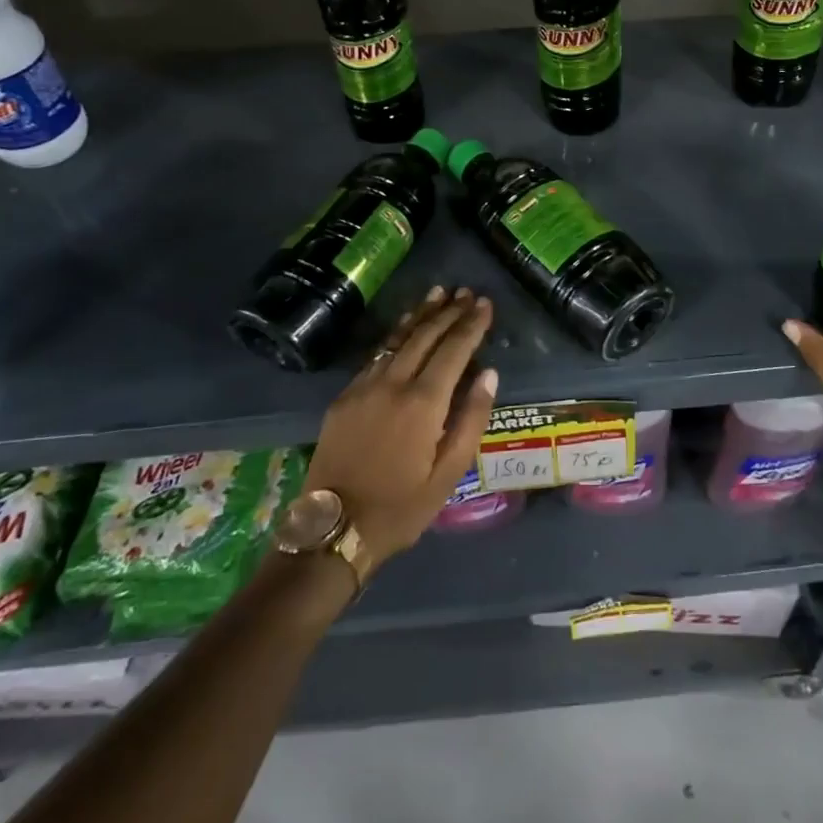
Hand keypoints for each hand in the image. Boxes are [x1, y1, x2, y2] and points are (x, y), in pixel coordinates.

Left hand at [305, 286, 497, 565]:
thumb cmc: (401, 507)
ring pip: (398, 338)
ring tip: (439, 293)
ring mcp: (365, 386)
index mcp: (424, 402)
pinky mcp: (346, 396)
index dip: (471, 324)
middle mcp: (393, 383)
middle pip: (426, 335)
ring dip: (421, 314)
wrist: (333, 530)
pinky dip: (396, 335)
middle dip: (449, 312)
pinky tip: (404, 328)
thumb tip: (489, 373)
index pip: (454, 349)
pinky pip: (377, 354)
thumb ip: (472, 419)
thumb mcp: (449, 474)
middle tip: (467, 293)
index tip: (485, 303)